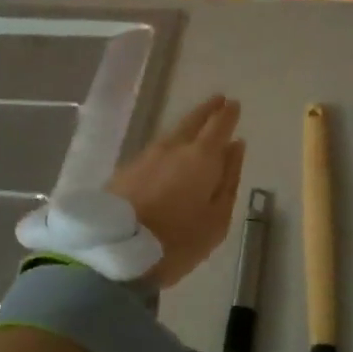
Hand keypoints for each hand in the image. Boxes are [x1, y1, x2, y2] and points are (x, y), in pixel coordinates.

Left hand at [109, 95, 245, 288]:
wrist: (116, 252)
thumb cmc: (178, 240)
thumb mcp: (217, 218)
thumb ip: (229, 179)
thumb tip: (236, 147)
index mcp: (201, 157)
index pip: (218, 125)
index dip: (228, 113)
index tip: (234, 104)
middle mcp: (173, 147)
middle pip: (192, 121)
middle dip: (207, 110)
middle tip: (218, 100)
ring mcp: (146, 156)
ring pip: (172, 133)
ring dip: (187, 125)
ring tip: (196, 124)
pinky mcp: (126, 170)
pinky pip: (155, 149)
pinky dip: (169, 144)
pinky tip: (171, 152)